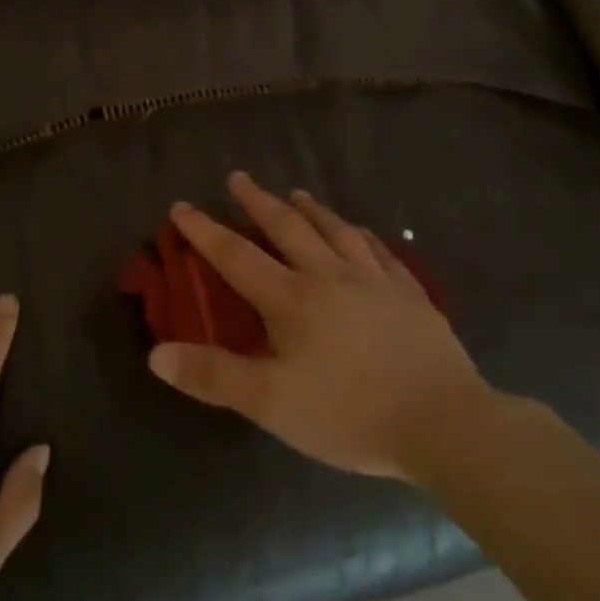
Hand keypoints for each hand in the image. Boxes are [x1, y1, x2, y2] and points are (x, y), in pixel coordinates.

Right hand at [148, 172, 494, 482]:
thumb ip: (213, 376)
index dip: (205, 230)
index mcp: (292, 298)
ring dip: (311, 209)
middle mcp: (330, 275)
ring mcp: (375, 280)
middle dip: (258, 201)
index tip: (182, 205)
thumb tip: (156, 354)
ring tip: (296, 193)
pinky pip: (380, 251)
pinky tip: (360, 232)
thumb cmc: (349, 413)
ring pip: (336, 230)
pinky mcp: (410, 294)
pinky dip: (361, 235)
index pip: (236, 255)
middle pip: (288, 228)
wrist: (443, 422)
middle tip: (240, 178)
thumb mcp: (271, 403)